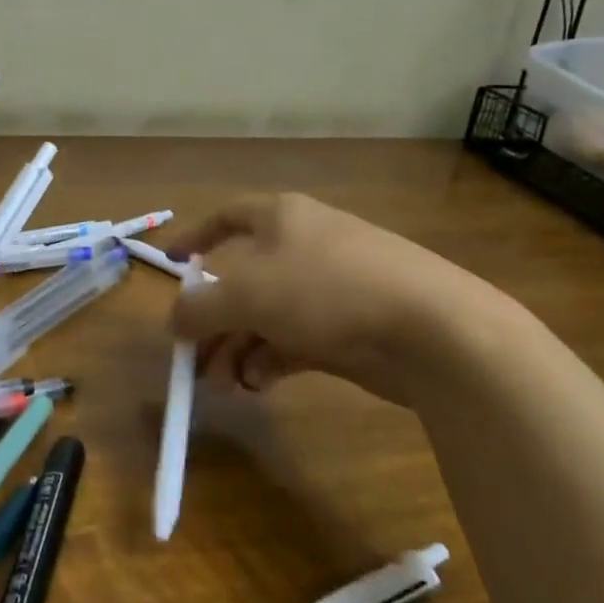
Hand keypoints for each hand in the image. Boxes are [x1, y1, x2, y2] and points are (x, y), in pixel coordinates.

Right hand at [168, 192, 504, 407]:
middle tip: (193, 358)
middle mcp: (303, 245)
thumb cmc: (325, 290)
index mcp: (280, 218)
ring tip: (223, 384)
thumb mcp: (246, 295)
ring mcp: (331, 287)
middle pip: (243, 280)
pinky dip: (271, 360)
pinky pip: (295, 339)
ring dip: (238, 348)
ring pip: (268, 316)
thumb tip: (175, 320)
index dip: (196, 237)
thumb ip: (200, 308)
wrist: (431, 329)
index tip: (172, 264)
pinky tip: (258, 385)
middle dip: (214, 321)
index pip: (227, 217)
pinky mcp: (351, 326)